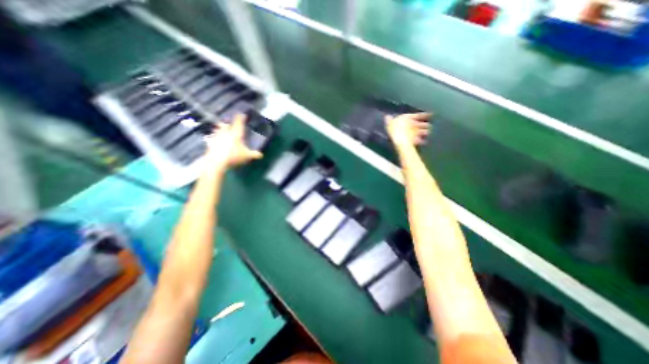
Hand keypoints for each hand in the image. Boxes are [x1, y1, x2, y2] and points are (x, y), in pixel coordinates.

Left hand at [203, 114, 261, 169]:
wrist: (217, 161)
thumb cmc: (234, 156)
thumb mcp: (247, 156)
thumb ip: (254, 154)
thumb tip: (261, 155)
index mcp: (236, 134)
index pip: (238, 123)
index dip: (240, 118)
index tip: (242, 114)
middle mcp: (226, 133)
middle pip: (225, 125)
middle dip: (227, 123)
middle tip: (228, 123)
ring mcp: (217, 137)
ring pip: (218, 130)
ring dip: (219, 129)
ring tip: (220, 129)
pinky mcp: (210, 143)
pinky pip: (212, 138)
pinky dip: (214, 138)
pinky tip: (214, 140)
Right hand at [384, 112, 429, 148]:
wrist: (400, 140)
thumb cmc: (394, 130)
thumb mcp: (389, 124)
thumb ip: (389, 120)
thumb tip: (387, 116)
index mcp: (408, 118)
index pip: (419, 115)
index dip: (425, 115)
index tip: (431, 114)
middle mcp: (414, 124)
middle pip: (423, 124)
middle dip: (426, 125)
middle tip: (430, 125)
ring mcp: (416, 132)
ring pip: (424, 132)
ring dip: (426, 132)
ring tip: (428, 133)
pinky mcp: (415, 140)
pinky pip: (421, 140)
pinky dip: (422, 141)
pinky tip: (424, 142)